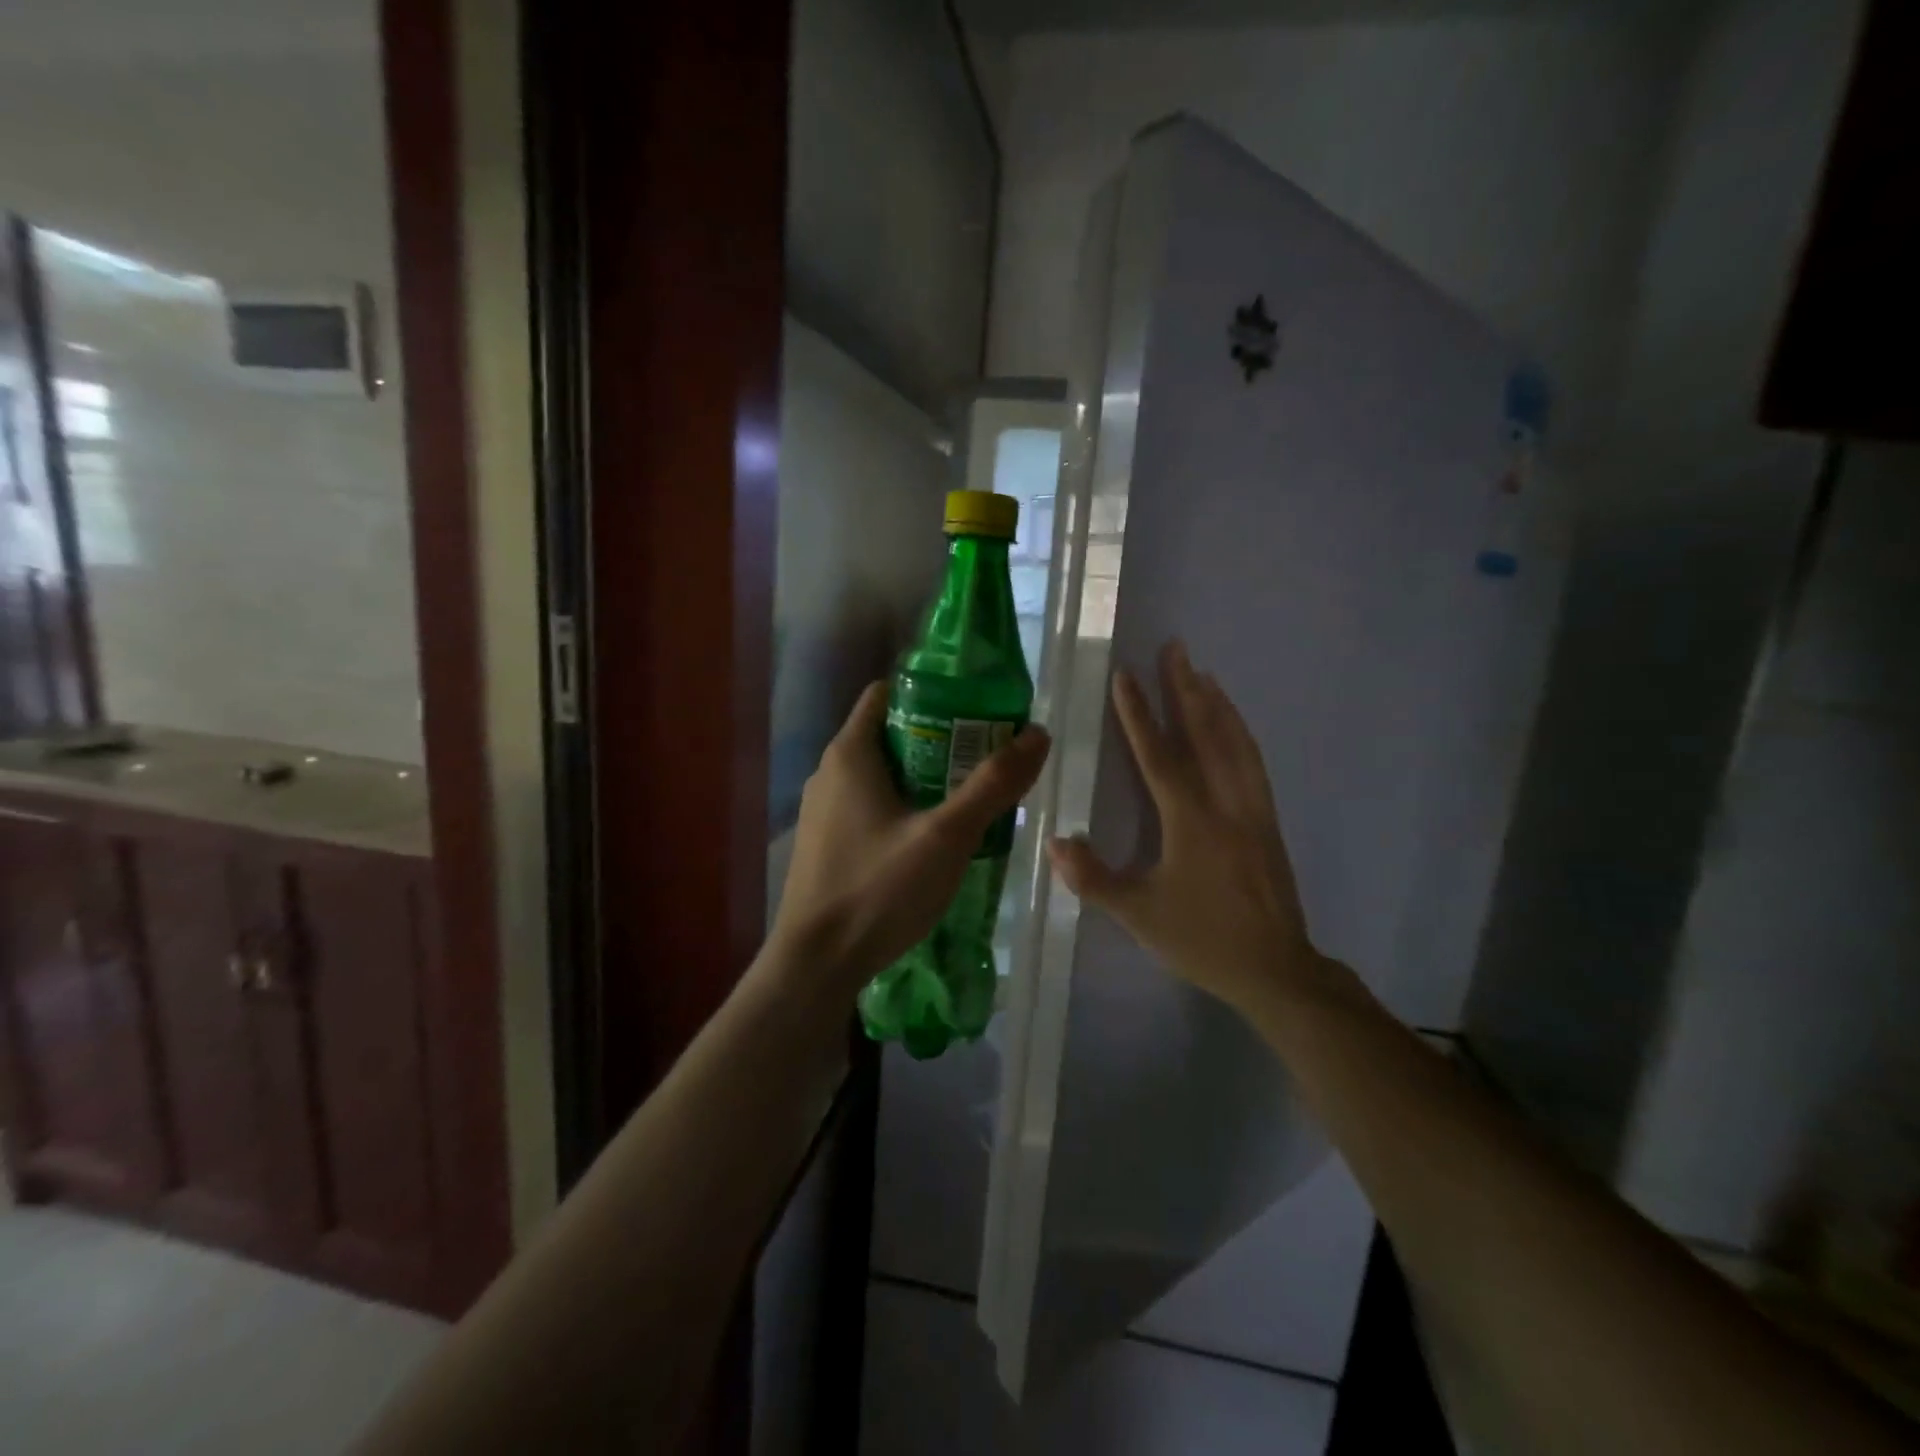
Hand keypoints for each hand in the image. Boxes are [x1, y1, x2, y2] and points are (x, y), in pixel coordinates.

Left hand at [770, 682, 1050, 992]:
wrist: (816, 965)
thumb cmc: (878, 889)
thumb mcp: (946, 835)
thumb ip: (993, 784)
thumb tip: (1037, 734)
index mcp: (850, 753)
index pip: (888, 693)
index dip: (933, 692)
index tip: (977, 708)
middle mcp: (830, 772)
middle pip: (891, 734)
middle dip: (940, 740)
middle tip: (987, 757)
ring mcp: (823, 811)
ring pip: (882, 775)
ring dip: (925, 778)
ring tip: (970, 797)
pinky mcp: (826, 844)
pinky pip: (870, 807)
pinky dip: (904, 808)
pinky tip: (934, 839)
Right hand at [1047, 641, 1327, 1014]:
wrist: (1276, 970)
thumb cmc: (1202, 940)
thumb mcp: (1138, 915)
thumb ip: (1093, 878)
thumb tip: (1055, 843)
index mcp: (1191, 822)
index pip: (1159, 756)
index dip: (1138, 715)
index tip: (1124, 676)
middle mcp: (1226, 804)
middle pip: (1206, 734)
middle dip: (1186, 689)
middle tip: (1175, 648)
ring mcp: (1254, 810)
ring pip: (1236, 744)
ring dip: (1217, 704)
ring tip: (1202, 673)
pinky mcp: (1268, 822)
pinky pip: (1253, 763)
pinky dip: (1240, 734)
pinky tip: (1233, 726)